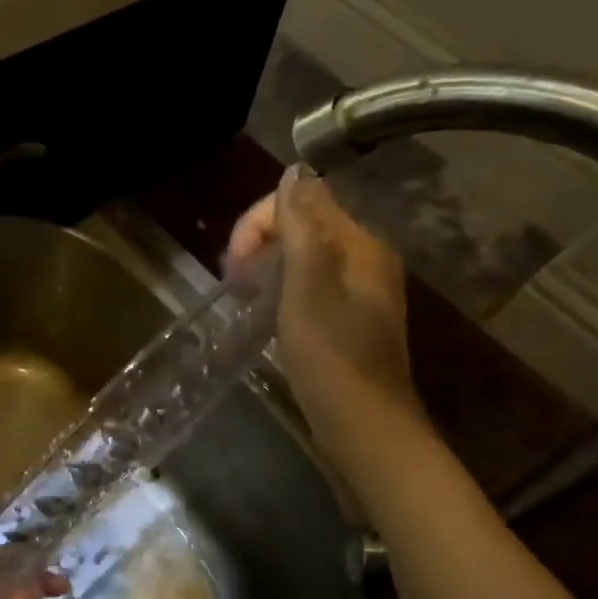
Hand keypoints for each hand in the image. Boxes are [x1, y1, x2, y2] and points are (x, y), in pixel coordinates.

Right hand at [227, 168, 422, 446]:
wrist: (365, 428)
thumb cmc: (331, 357)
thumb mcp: (308, 286)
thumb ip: (301, 226)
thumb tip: (295, 170)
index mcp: (360, 245)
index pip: (304, 201)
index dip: (259, 221)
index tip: (233, 264)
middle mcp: (365, 260)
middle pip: (304, 226)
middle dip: (260, 242)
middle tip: (233, 282)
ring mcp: (359, 292)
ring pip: (303, 257)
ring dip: (267, 267)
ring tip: (242, 297)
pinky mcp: (349, 320)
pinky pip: (309, 286)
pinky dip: (282, 290)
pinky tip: (265, 313)